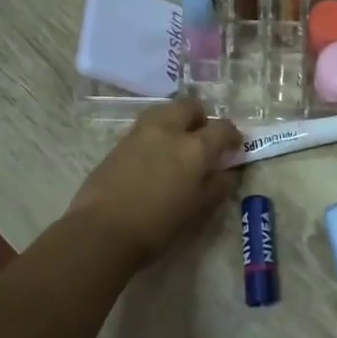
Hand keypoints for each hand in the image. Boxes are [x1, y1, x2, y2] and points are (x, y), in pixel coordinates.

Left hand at [67, 98, 241, 266]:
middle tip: (203, 139)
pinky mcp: (118, 143)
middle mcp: (169, 131)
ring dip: (176, 121)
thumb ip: (217, 186)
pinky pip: (145, 128)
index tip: (234, 148)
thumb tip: (228, 172)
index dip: (233, 135)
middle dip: (201, 117)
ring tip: (177, 145)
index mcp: (195, 148)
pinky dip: (156, 135)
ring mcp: (140, 133)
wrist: (102, 232)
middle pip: (190, 106)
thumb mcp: (197, 210)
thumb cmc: (158, 225)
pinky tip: (154, 158)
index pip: (222, 127)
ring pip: (164, 111)